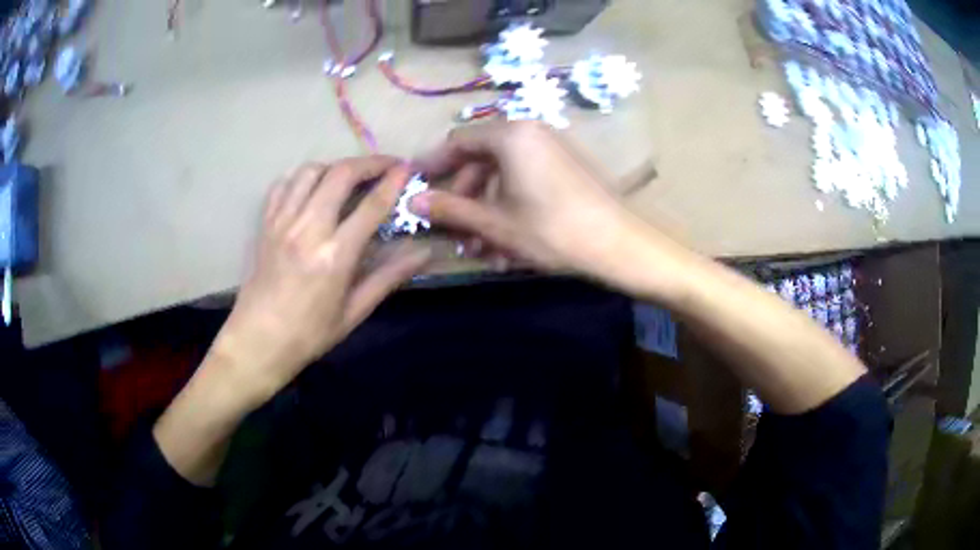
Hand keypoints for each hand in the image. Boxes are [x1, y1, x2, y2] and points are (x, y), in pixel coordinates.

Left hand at [212, 158, 430, 405]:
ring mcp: (281, 222)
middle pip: (340, 174)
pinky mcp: (265, 224)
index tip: (407, 168)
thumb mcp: (354, 312)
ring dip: (336, 166)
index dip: (393, 181)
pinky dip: (302, 177)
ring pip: (310, 171)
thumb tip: (424, 253)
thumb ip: (389, 277)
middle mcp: (307, 229)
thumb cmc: (309, 334)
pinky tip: (313, 188)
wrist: (257, 342)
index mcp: (334, 256)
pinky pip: (283, 184)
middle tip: (386, 165)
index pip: (371, 205)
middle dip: (369, 162)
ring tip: (350, 177)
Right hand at [412, 121, 680, 291]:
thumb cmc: (553, 230)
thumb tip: (412, 199)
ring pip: (504, 174)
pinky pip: (527, 178)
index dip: (434, 164)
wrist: (619, 243)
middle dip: (466, 198)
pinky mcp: (566, 165)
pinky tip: (510, 240)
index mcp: (510, 135)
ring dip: (488, 208)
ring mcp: (552, 147)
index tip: (416, 186)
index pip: (458, 141)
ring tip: (484, 248)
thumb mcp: (495, 222)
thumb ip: (450, 208)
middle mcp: (531, 131)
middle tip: (457, 232)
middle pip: (481, 158)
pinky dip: (512, 204)